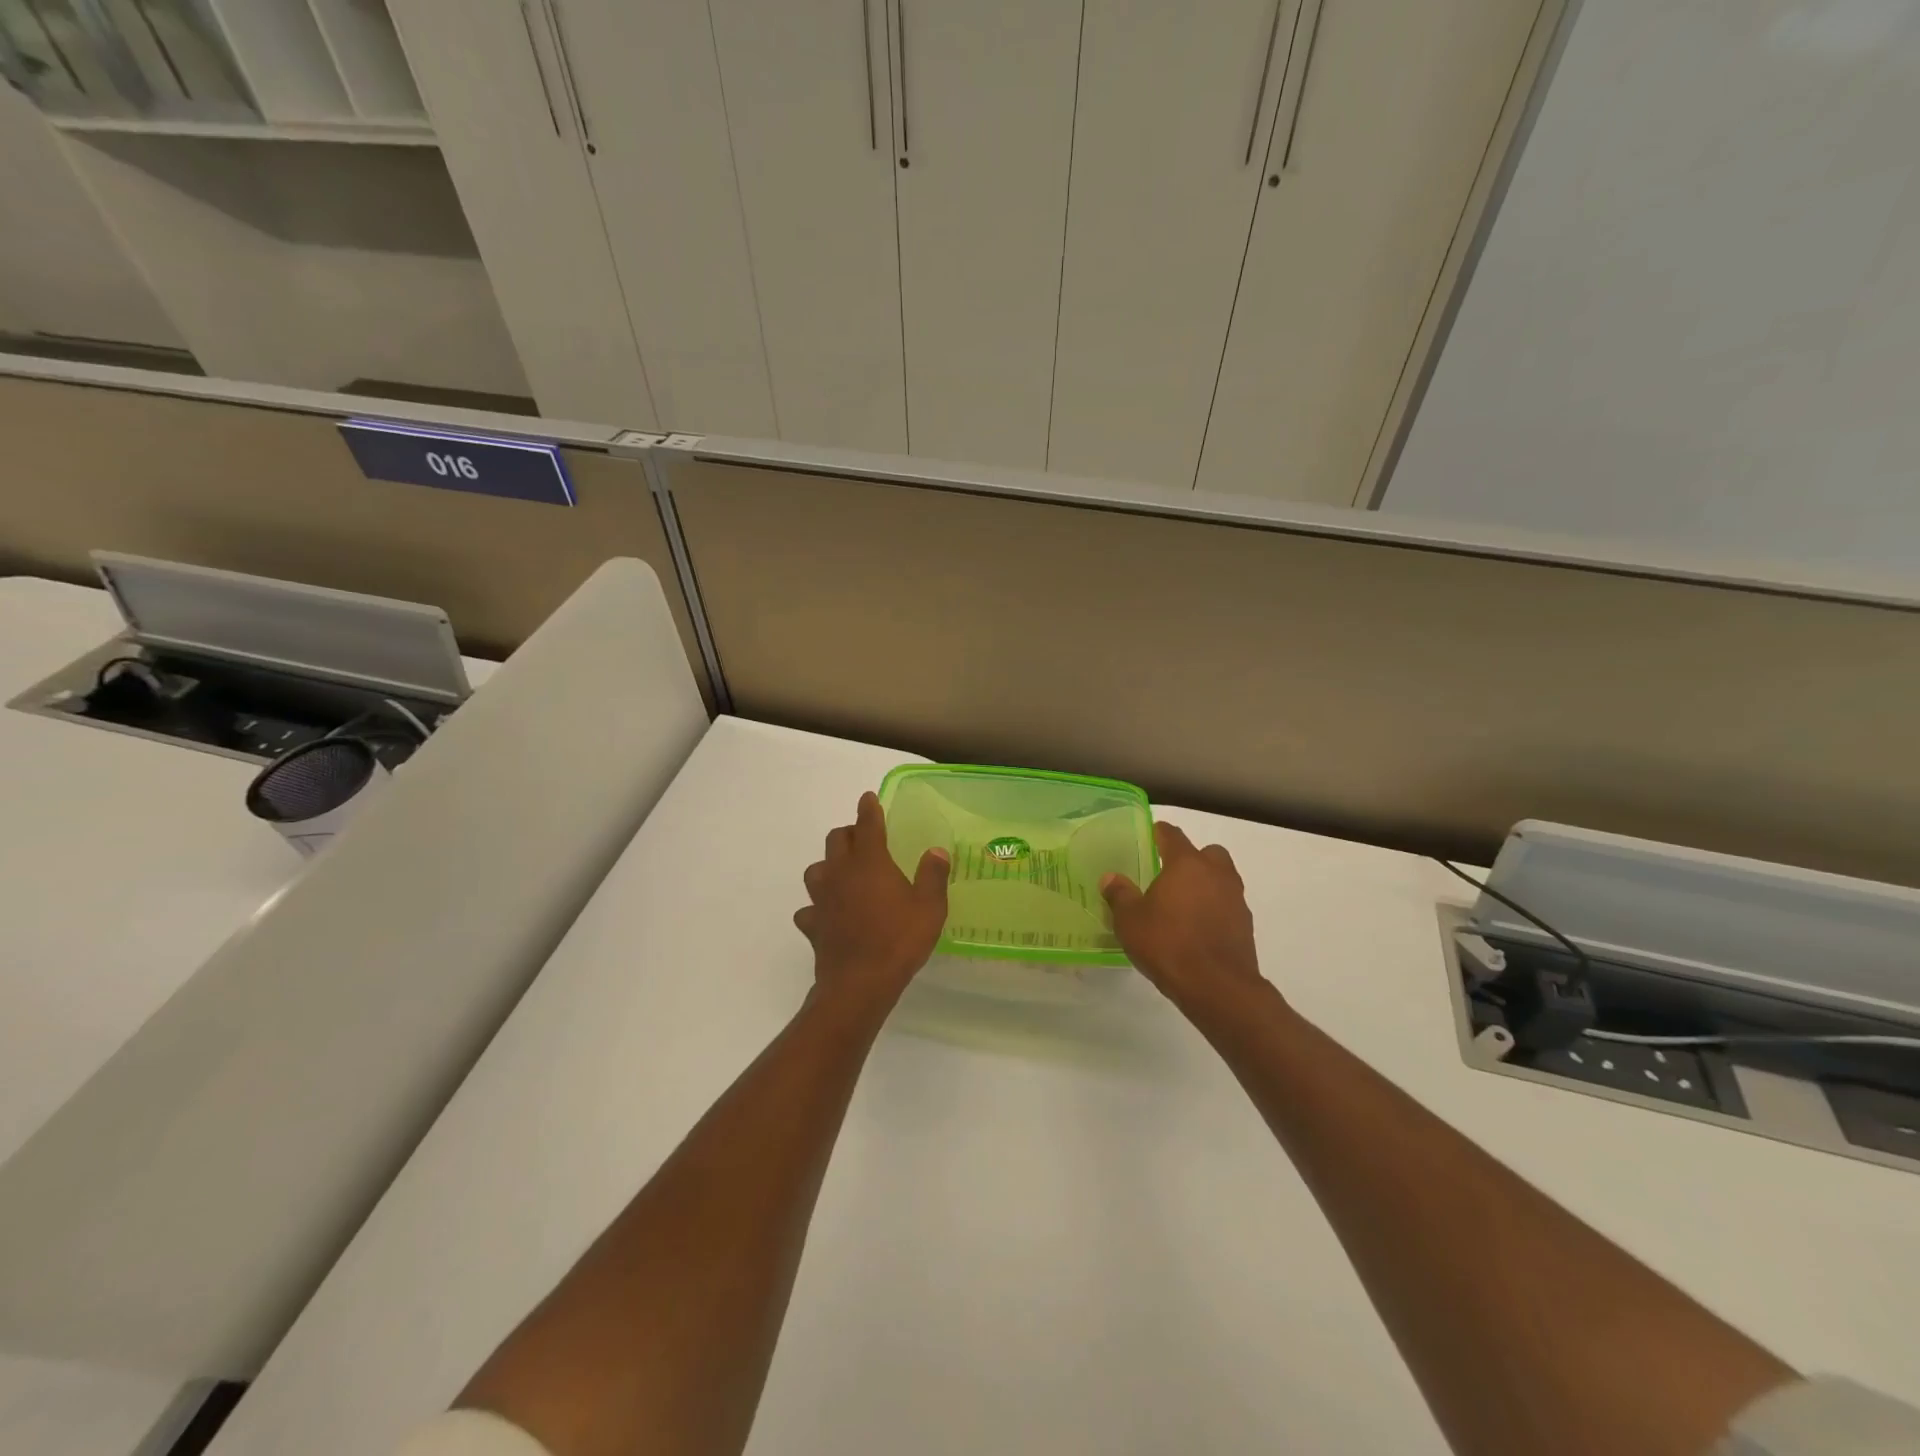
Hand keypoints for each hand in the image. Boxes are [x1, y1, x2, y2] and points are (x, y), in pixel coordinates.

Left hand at [795, 792, 949, 1012]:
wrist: (859, 983)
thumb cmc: (899, 940)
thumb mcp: (929, 908)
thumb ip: (933, 876)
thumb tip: (936, 851)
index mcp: (869, 862)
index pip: (867, 824)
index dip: (868, 808)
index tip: (868, 798)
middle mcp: (841, 873)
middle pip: (836, 840)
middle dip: (849, 834)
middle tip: (864, 840)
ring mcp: (822, 899)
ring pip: (816, 869)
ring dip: (829, 866)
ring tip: (844, 874)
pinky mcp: (813, 924)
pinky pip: (810, 908)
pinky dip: (818, 907)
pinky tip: (828, 915)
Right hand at [1101, 821, 1269, 1013]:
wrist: (1217, 986)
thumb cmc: (1168, 944)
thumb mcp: (1130, 920)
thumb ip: (1120, 895)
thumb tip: (1111, 877)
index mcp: (1186, 864)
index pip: (1172, 836)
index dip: (1160, 832)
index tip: (1151, 834)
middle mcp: (1216, 874)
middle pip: (1207, 853)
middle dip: (1192, 858)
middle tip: (1170, 874)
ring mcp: (1235, 899)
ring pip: (1221, 879)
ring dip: (1205, 884)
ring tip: (1182, 904)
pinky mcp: (1245, 925)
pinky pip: (1227, 905)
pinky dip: (1215, 909)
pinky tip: (1197, 928)